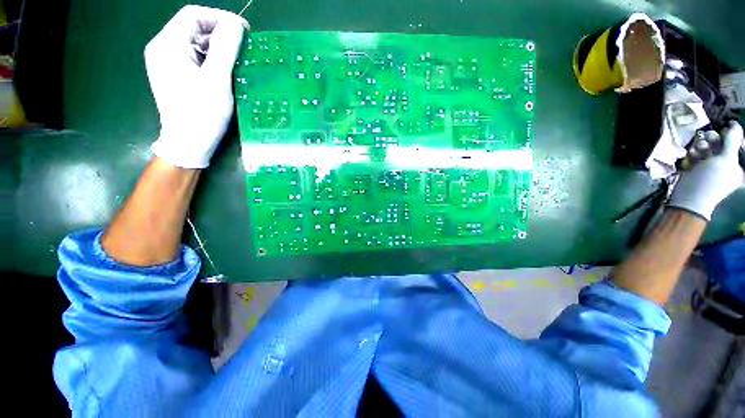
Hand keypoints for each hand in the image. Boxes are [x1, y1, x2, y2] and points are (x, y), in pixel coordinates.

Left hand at [146, 6, 246, 168]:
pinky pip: (195, 57)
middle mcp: (163, 48)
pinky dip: (212, 60)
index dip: (219, 18)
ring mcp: (167, 62)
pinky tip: (225, 72)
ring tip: (237, 62)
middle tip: (243, 49)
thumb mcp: (216, 80)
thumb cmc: (202, 113)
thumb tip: (235, 25)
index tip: (243, 32)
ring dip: (218, 48)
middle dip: (220, 34)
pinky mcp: (175, 74)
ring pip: (195, 43)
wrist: (188, 143)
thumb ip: (224, 49)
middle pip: (193, 28)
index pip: (193, 15)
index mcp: (168, 45)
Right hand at [668, 121, 744, 220]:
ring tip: (697, 149)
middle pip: (722, 144)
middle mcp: (727, 165)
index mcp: (739, 165)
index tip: (725, 128)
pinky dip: (693, 153)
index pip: (739, 144)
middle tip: (707, 139)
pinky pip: (697, 155)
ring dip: (701, 146)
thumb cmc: (711, 181)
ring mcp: (711, 167)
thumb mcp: (725, 159)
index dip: (732, 135)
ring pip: (708, 148)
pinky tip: (691, 156)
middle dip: (714, 140)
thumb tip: (734, 124)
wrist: (688, 198)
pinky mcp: (698, 168)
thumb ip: (732, 140)